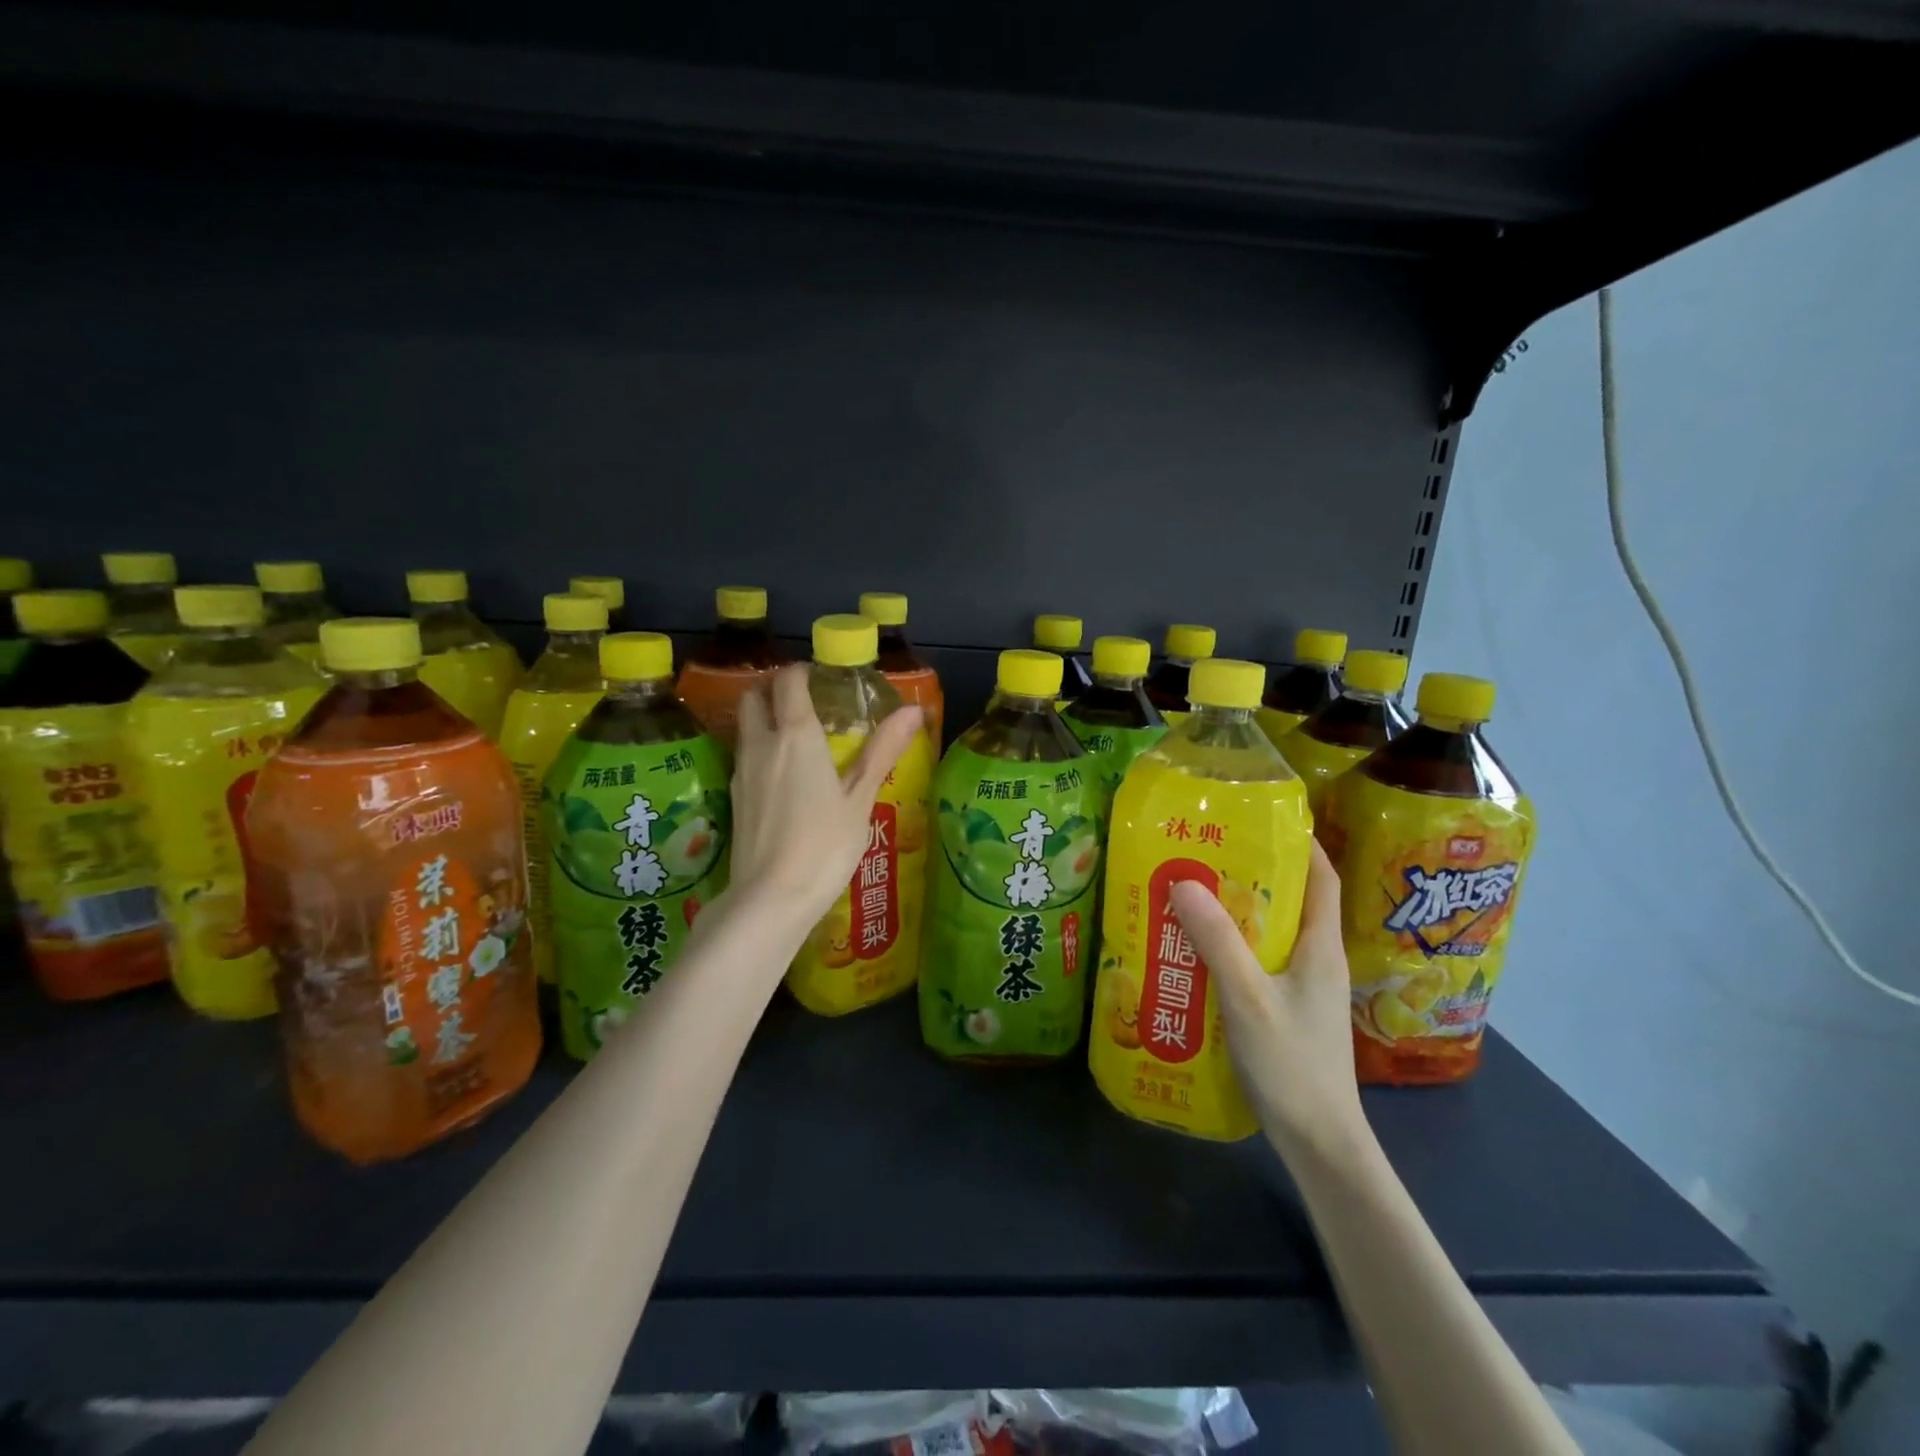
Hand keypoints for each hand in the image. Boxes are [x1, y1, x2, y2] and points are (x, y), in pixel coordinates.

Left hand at [731, 663, 923, 926]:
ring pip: (745, 727)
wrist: (771, 898)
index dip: (803, 672)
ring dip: (765, 719)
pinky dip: (760, 751)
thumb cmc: (825, 845)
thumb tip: (914, 709)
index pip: (788, 681)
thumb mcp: (861, 798)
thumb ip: (883, 750)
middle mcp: (761, 744)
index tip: (823, 678)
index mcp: (796, 735)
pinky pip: (744, 757)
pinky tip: (782, 778)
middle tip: (805, 703)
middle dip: (774, 689)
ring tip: (797, 740)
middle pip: (754, 696)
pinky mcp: (733, 798)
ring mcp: (741, 772)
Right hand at [1169, 839, 1369, 1162]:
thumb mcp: (1248, 997)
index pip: (1322, 878)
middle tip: (1204, 854)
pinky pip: (1257, 964)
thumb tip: (1184, 881)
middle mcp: (1315, 961)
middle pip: (1290, 902)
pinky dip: (1230, 949)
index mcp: (1319, 947)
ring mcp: (1303, 989)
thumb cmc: (1293, 1064)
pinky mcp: (1286, 1012)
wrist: (1320, 1144)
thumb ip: (1217, 940)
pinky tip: (1195, 953)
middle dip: (1252, 874)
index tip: (1263, 819)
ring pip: (1269, 935)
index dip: (1302, 843)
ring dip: (1236, 913)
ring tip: (1191, 895)